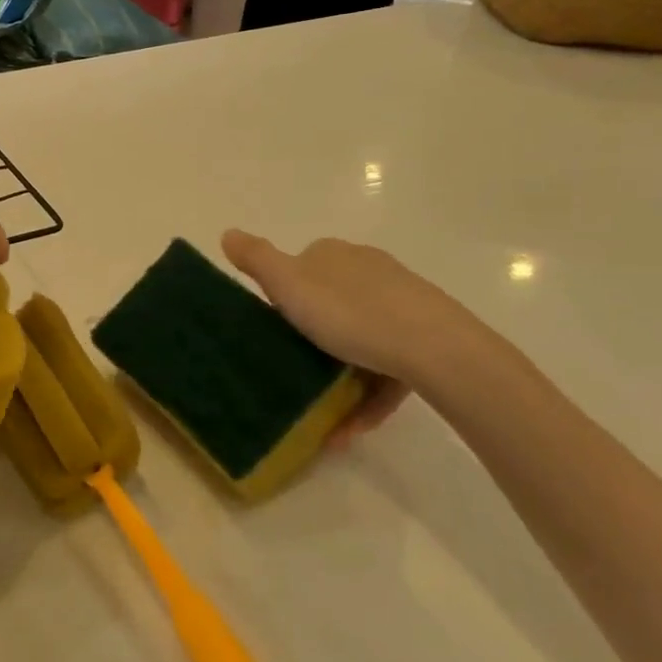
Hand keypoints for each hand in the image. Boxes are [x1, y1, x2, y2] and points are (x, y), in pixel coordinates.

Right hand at [222, 230, 506, 409]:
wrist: (435, 347)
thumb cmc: (350, 313)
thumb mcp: (289, 284)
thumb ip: (256, 259)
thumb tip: (227, 232)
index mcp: (333, 255)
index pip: (298, 269)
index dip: (282, 298)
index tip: (272, 332)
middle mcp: (367, 269)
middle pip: (330, 304)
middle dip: (313, 338)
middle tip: (293, 370)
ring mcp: (401, 302)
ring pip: (360, 339)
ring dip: (339, 377)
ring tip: (321, 415)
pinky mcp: (425, 337)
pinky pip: (387, 368)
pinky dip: (366, 396)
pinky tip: (350, 428)